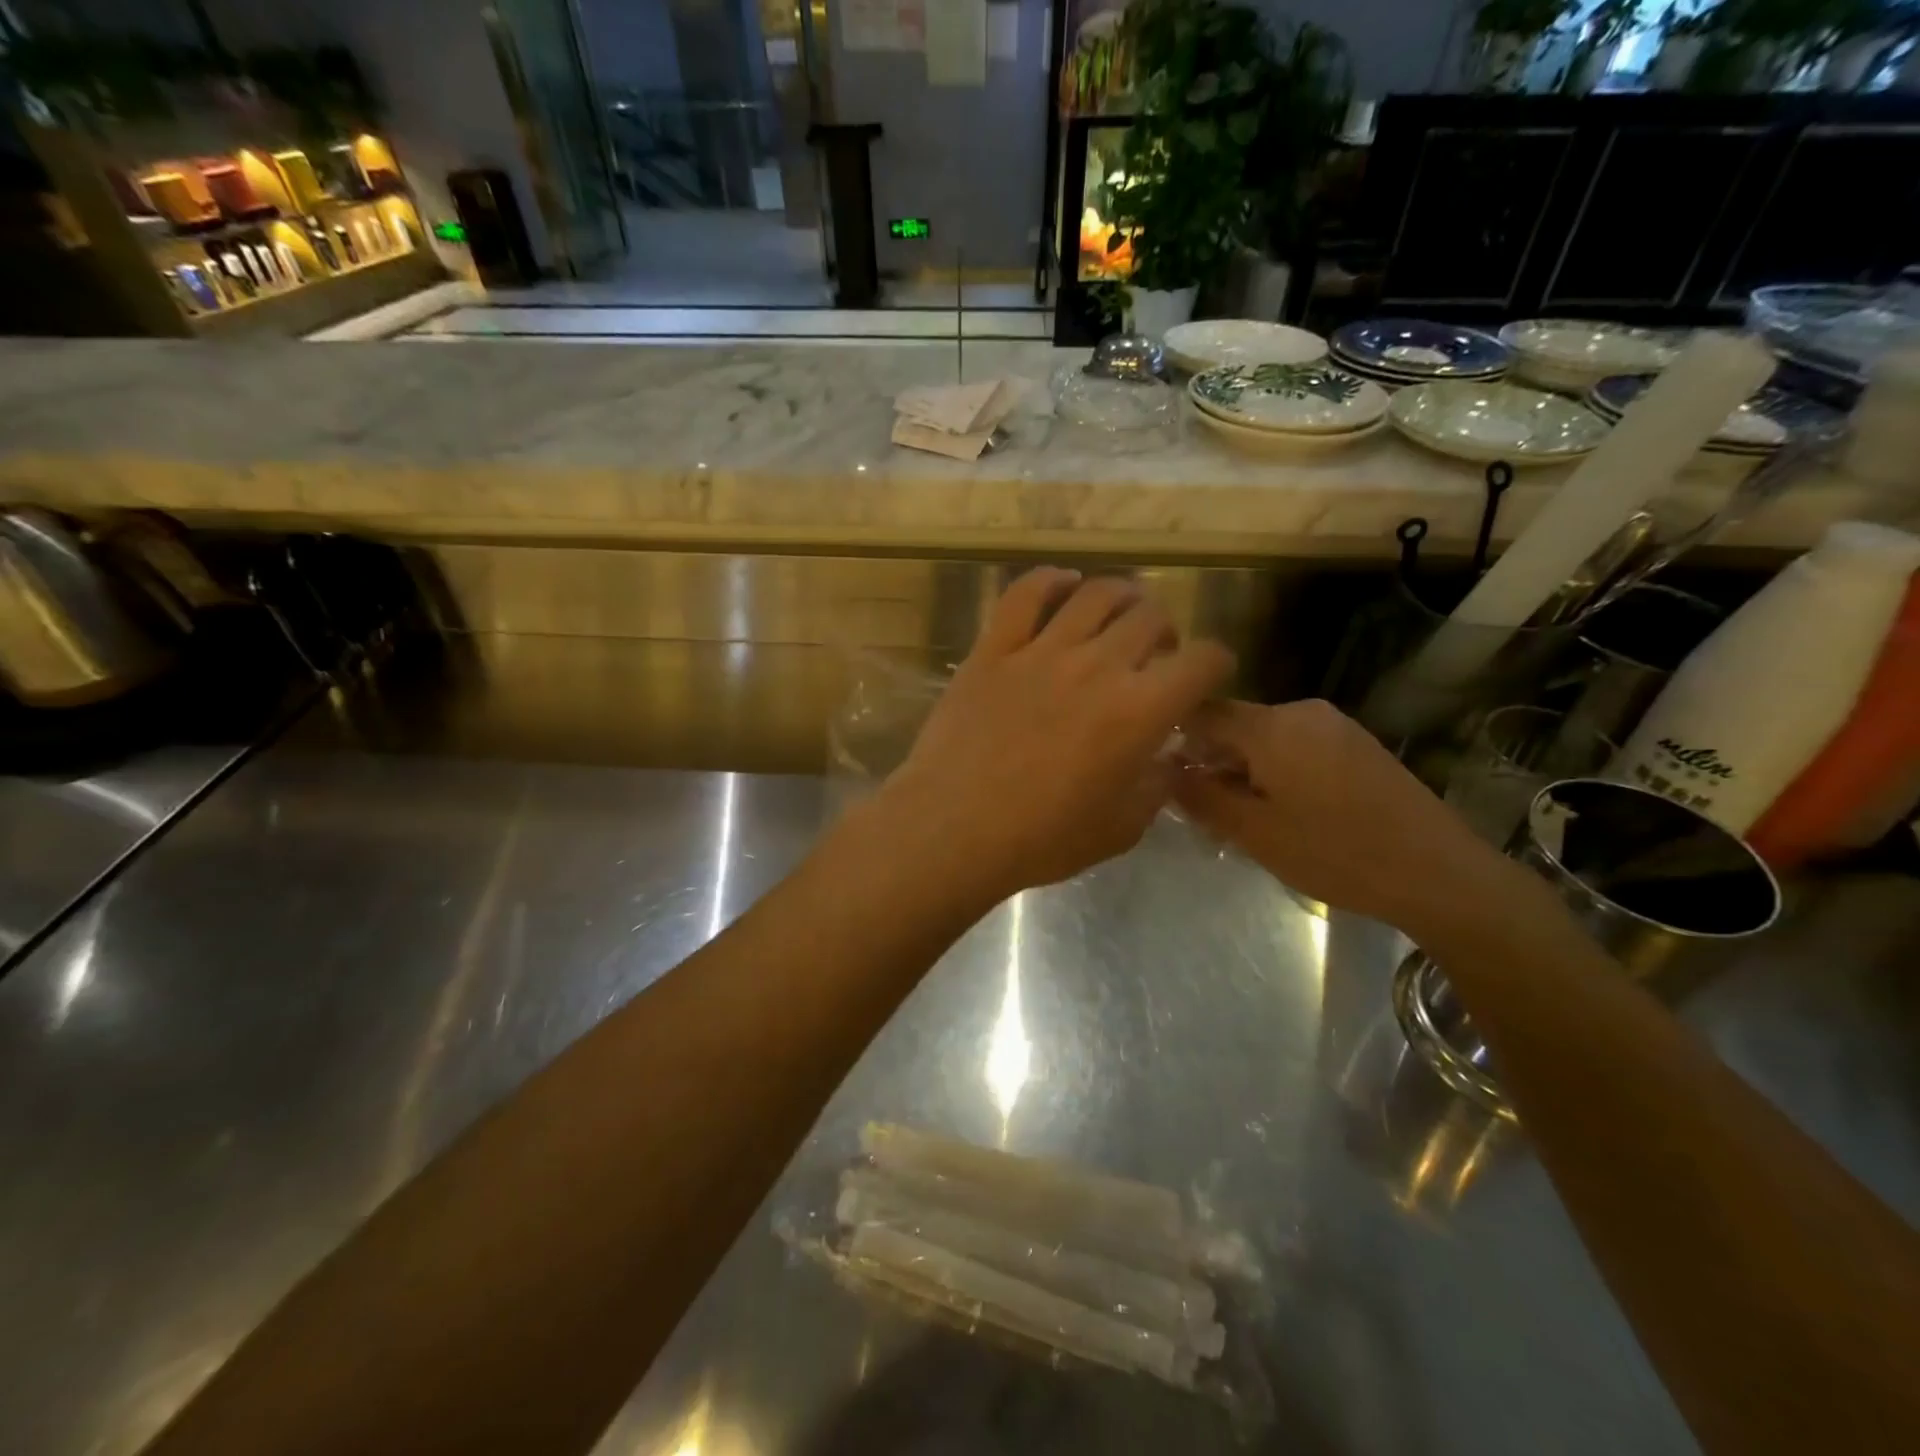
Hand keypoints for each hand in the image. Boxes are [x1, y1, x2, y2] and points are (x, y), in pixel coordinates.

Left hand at [876, 569, 1233, 905]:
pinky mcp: (994, 648)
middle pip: (1150, 617)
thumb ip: (1155, 784)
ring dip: (1121, 598)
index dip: (1215, 664)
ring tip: (1119, 616)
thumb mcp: (1121, 828)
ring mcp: (1041, 651)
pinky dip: (1050, 581)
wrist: (953, 829)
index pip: (1203, 661)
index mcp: (1140, 710)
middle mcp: (1098, 665)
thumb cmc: (1041, 839)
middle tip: (1154, 655)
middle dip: (1166, 632)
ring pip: (1095, 594)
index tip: (1206, 677)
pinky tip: (1062, 585)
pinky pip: (1025, 594)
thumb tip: (1165, 755)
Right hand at [1172, 698, 1516, 938]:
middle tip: (1199, 808)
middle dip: (1209, 760)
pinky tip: (1284, 811)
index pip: (1202, 711)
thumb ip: (1201, 797)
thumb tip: (1164, 770)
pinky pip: (1296, 746)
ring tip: (1242, 816)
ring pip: (1265, 738)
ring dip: (1242, 769)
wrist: (1440, 874)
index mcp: (1272, 726)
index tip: (1157, 770)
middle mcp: (1302, 712)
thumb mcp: (1255, 833)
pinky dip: (1275, 770)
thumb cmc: (1336, 854)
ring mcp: (1335, 725)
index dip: (1172, 736)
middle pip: (1234, 724)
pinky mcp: (1357, 744)